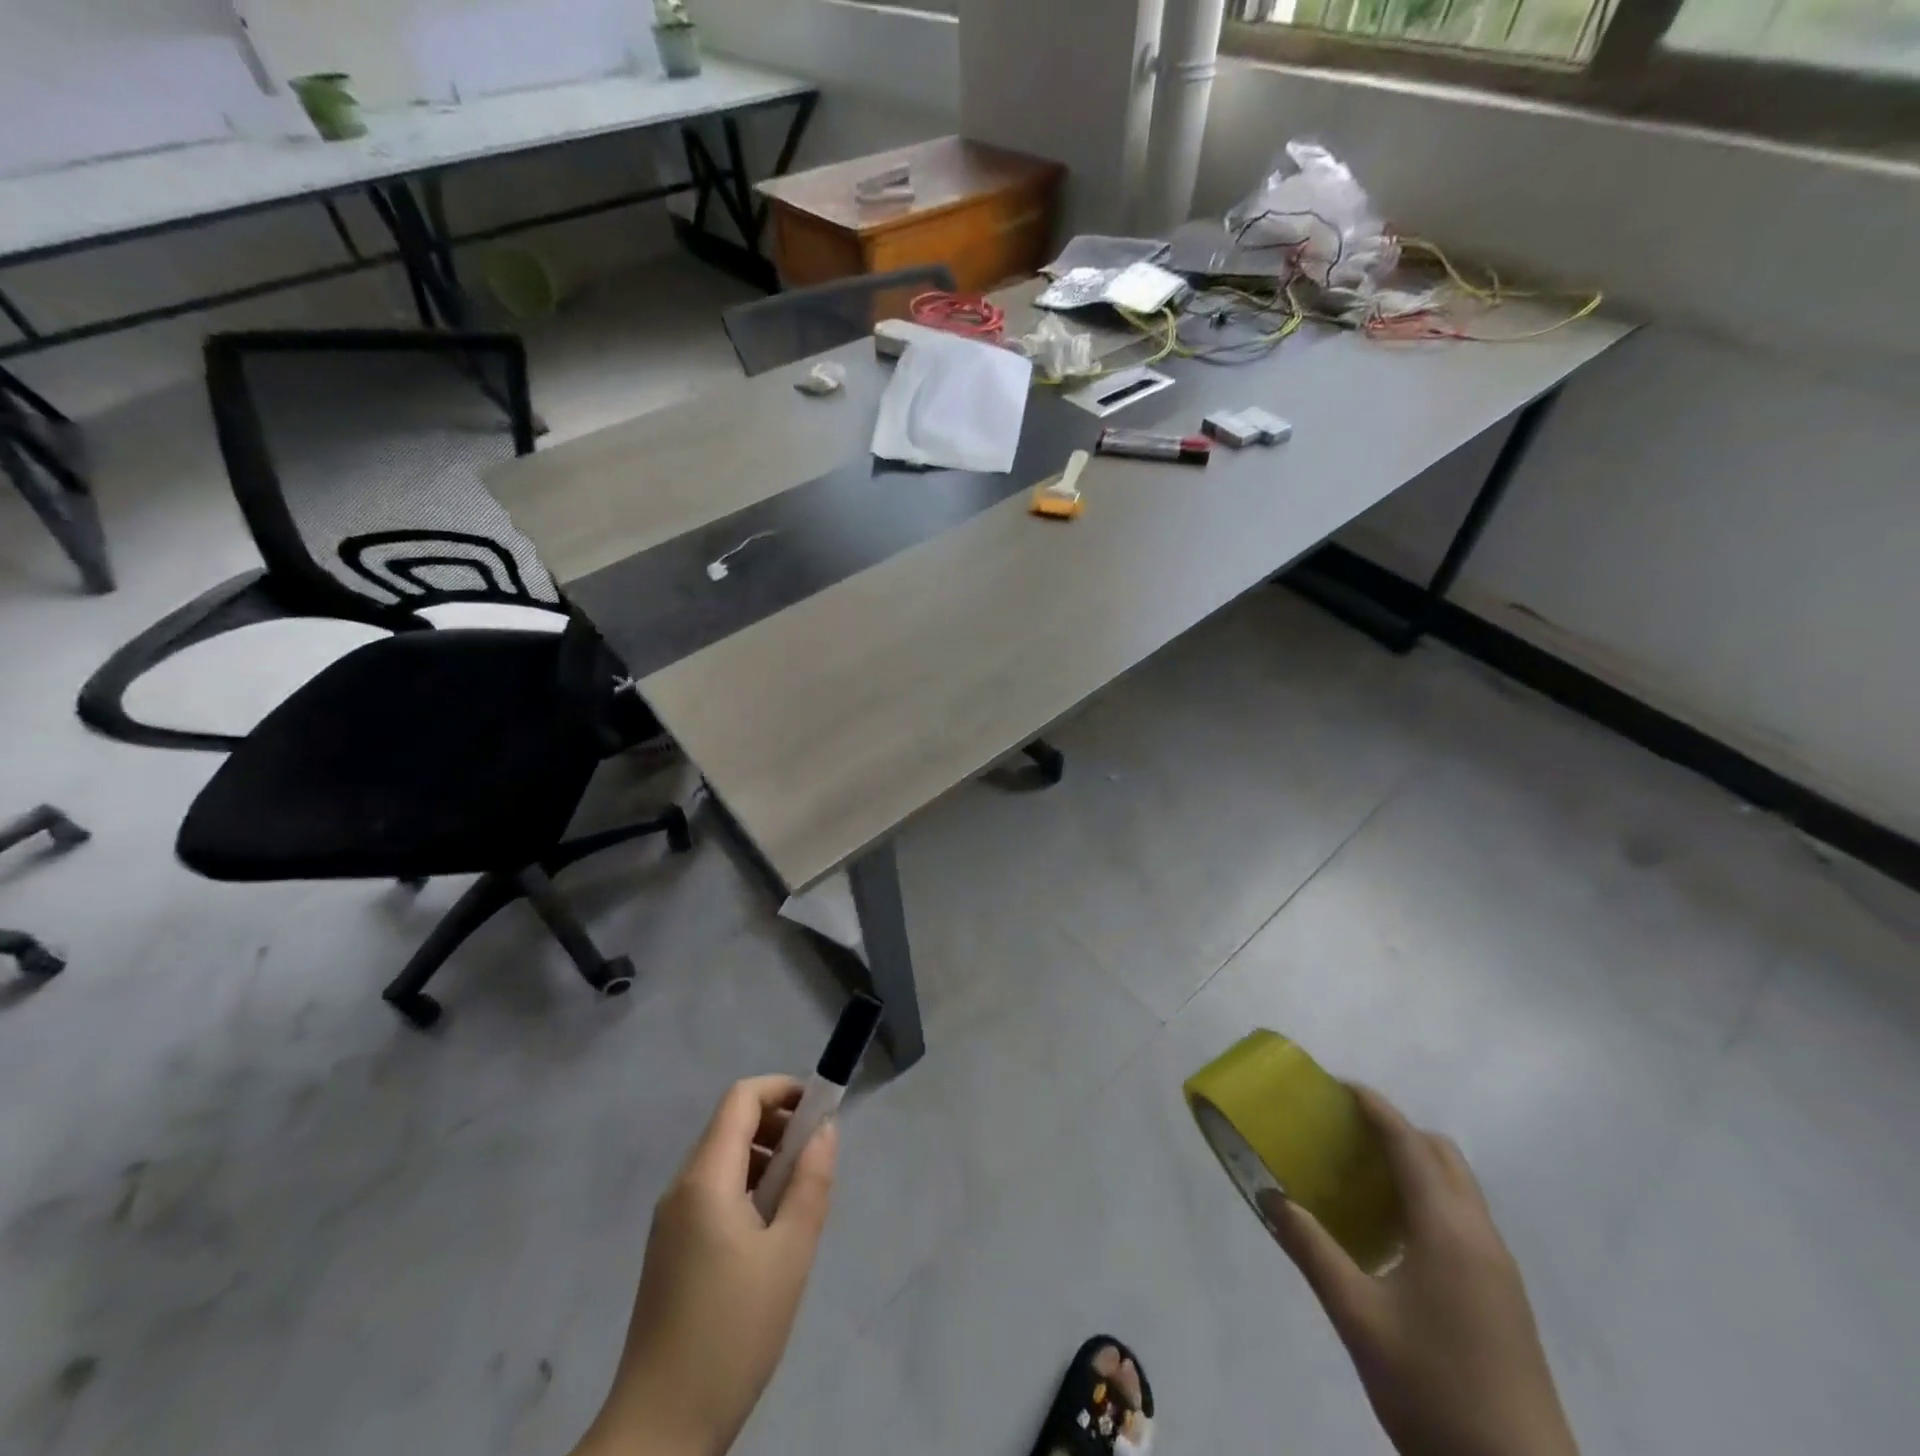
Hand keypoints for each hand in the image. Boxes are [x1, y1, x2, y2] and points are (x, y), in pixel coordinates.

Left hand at [577, 1076, 838, 1455]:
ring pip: (723, 1160)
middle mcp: (681, 1188)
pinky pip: (713, 1193)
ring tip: (800, 1200)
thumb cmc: (731, 1334)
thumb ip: (811, 1183)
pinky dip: (748, 1189)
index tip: (821, 1109)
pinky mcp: (671, 1250)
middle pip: (731, 1125)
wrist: (659, 1432)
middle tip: (817, 1160)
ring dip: (766, 1159)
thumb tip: (824, 1130)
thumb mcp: (789, 1254)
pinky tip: (771, 1232)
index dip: (783, 1089)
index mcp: (704, 1178)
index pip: (741, 1098)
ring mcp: (671, 1221)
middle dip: (779, 1125)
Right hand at [1262, 1087, 1577, 1455]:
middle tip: (1347, 1133)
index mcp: (1447, 1230)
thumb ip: (1312, 1250)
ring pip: (1459, 1188)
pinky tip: (1395, 1232)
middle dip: (1396, 1131)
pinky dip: (1429, 1198)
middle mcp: (1480, 1236)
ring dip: (1415, 1165)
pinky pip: (1465, 1218)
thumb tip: (1271, 1197)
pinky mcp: (1505, 1297)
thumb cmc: (1433, 1389)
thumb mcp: (1357, 1318)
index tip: (1338, 1086)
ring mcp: (1499, 1268)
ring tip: (1364, 1176)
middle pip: (1442, 1156)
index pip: (1409, 1143)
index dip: (1374, 1107)